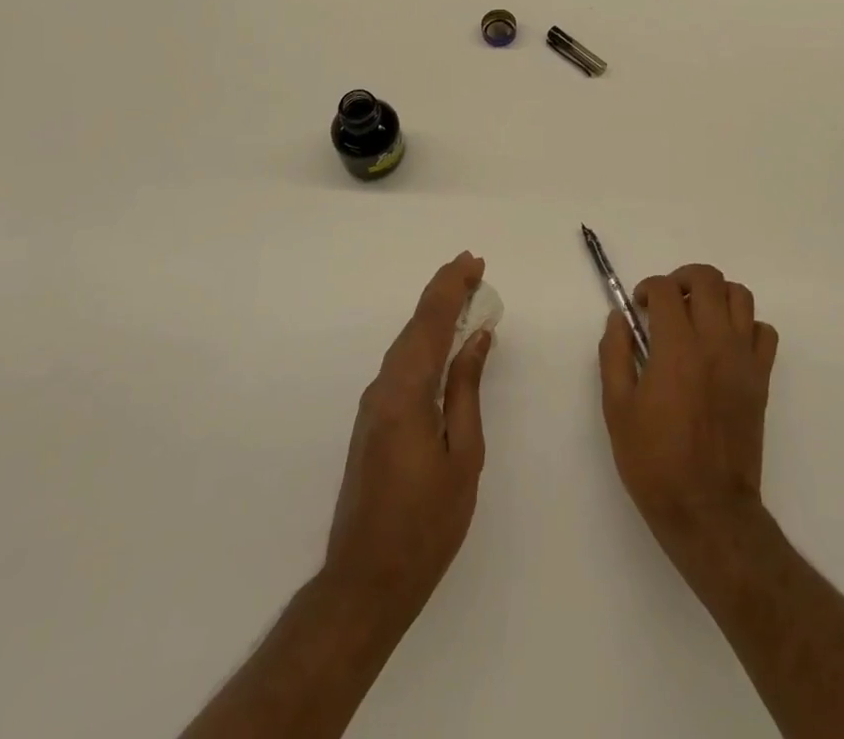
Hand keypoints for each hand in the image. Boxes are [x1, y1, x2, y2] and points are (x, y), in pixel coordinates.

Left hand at [325, 252, 493, 617]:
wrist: (366, 579)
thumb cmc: (426, 522)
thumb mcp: (462, 455)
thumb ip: (466, 390)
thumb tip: (477, 338)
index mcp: (407, 392)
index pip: (431, 322)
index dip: (452, 287)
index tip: (474, 262)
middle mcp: (384, 387)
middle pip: (416, 325)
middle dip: (444, 292)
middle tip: (474, 270)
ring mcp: (373, 404)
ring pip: (406, 342)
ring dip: (434, 314)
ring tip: (465, 296)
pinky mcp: (372, 420)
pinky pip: (402, 363)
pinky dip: (424, 340)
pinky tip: (443, 343)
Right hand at [599, 263, 777, 562]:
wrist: (708, 510)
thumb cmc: (655, 461)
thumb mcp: (617, 409)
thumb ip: (615, 355)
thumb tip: (618, 319)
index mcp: (676, 347)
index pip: (665, 289)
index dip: (647, 288)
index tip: (637, 308)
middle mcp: (714, 342)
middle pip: (708, 279)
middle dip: (682, 279)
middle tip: (666, 302)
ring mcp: (743, 358)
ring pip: (740, 296)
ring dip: (716, 295)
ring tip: (697, 316)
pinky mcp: (761, 379)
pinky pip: (764, 332)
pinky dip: (746, 326)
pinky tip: (725, 344)